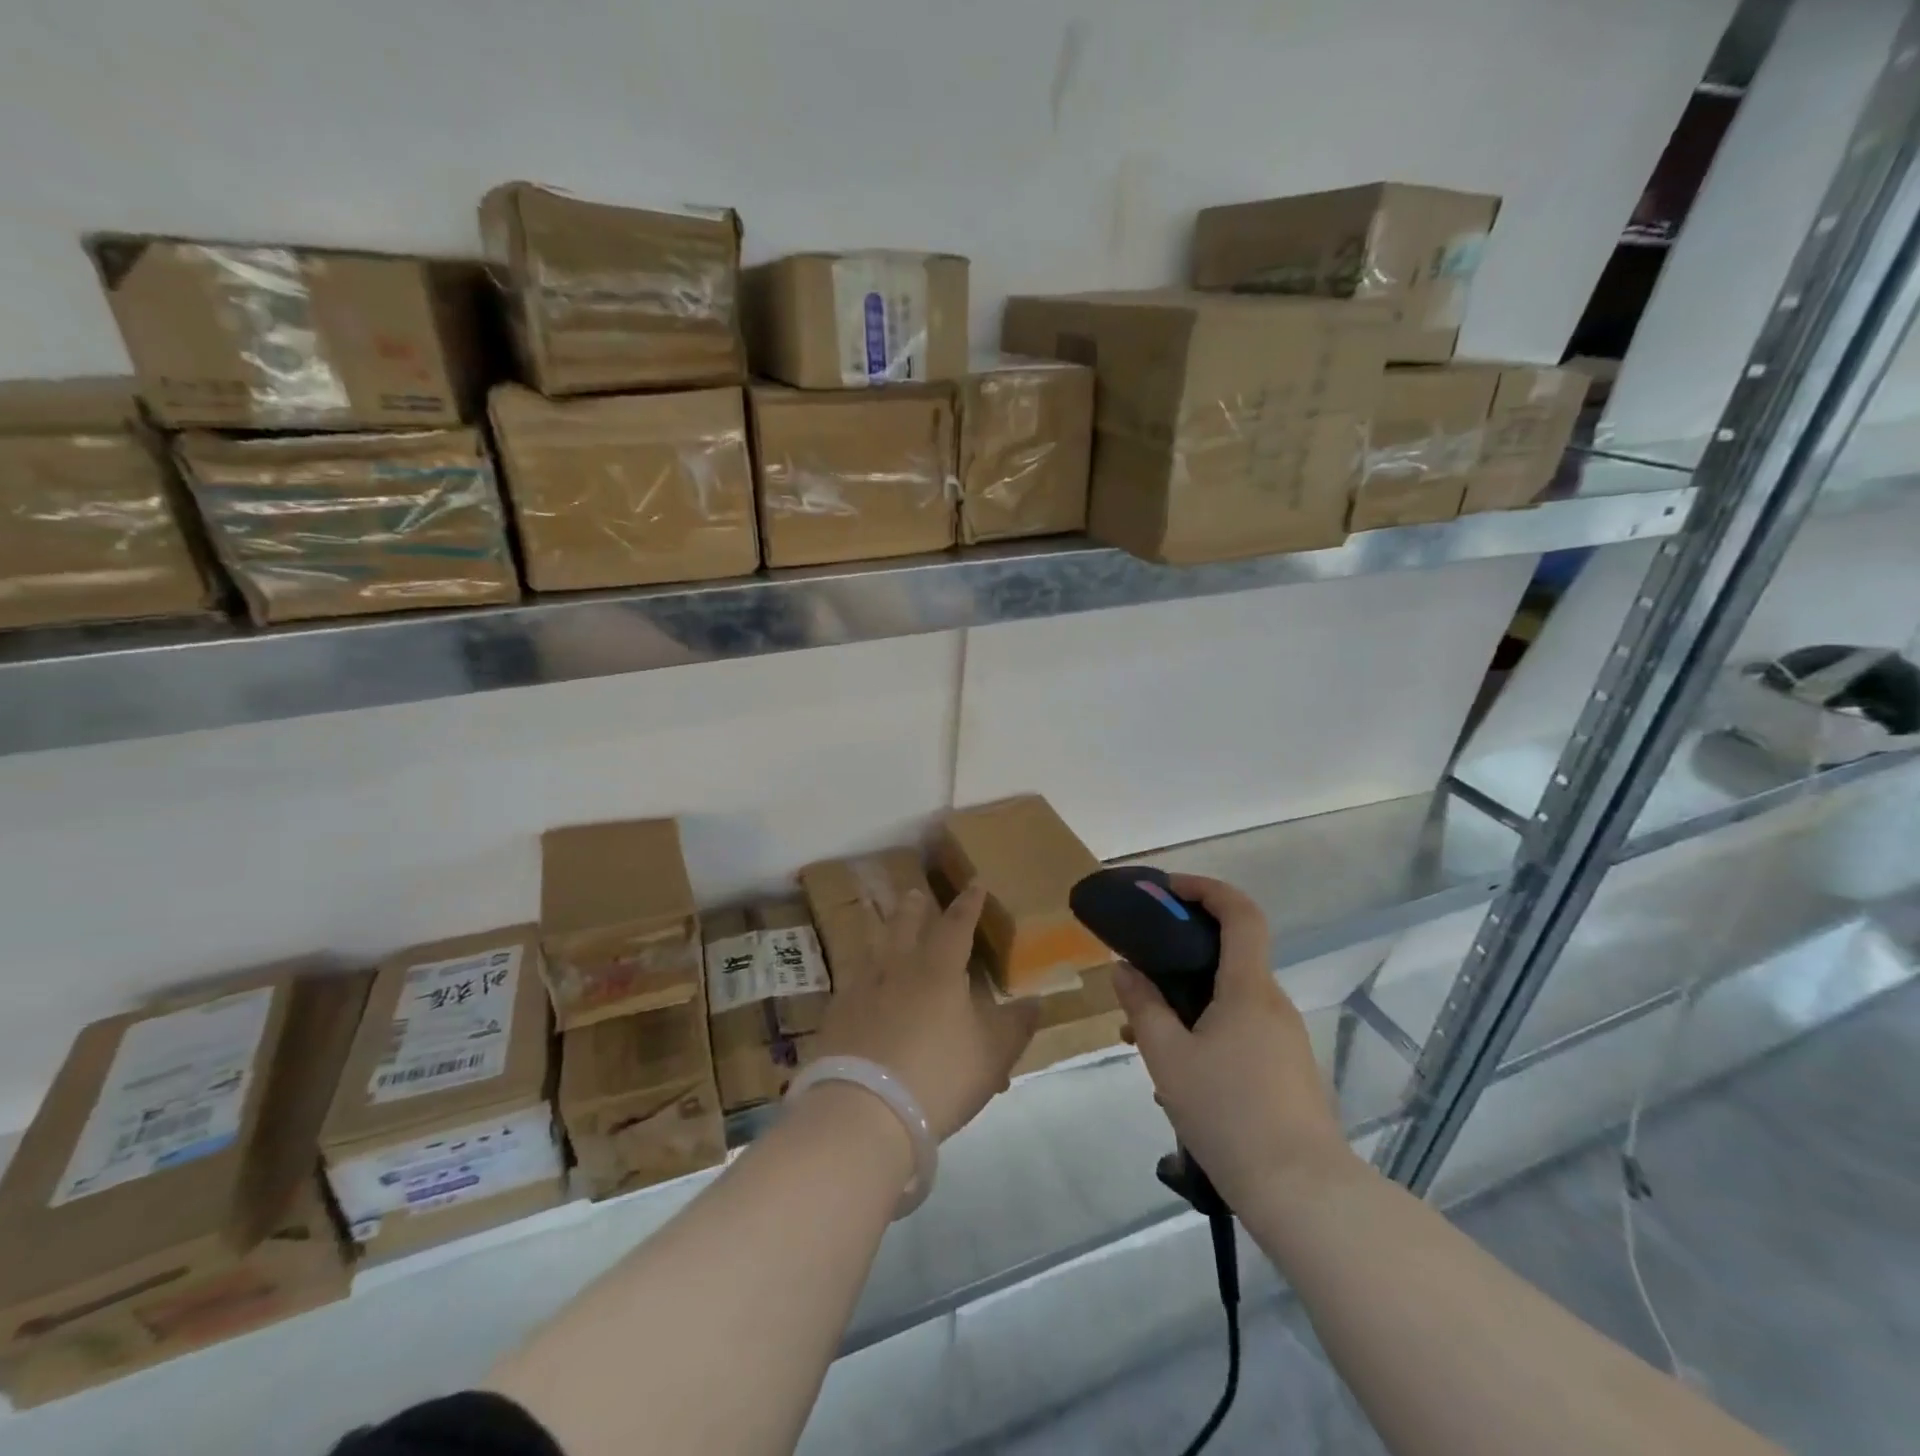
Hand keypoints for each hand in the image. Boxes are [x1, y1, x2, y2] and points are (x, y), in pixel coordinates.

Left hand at [816, 885, 1038, 1139]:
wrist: (865, 1110)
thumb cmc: (939, 1076)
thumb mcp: (992, 1055)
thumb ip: (1015, 1026)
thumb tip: (1036, 1001)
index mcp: (939, 970)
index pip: (957, 925)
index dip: (968, 904)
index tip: (974, 883)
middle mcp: (898, 968)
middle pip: (905, 926)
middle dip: (914, 908)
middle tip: (915, 893)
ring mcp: (862, 990)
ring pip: (874, 949)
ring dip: (883, 933)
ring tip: (884, 927)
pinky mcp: (837, 1015)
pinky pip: (851, 982)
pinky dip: (860, 974)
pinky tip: (858, 983)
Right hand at [1112, 874, 1354, 1208]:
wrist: (1303, 1194)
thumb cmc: (1229, 1114)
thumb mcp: (1168, 1058)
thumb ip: (1143, 1007)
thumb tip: (1125, 970)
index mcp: (1248, 988)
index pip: (1239, 913)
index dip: (1206, 889)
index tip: (1168, 890)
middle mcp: (1272, 1003)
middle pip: (1230, 955)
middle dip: (1180, 956)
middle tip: (1139, 973)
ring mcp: (1285, 1039)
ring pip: (1229, 999)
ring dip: (1187, 1002)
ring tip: (1142, 1038)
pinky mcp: (1287, 1070)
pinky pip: (1240, 1030)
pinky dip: (1205, 1032)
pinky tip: (1176, 1076)